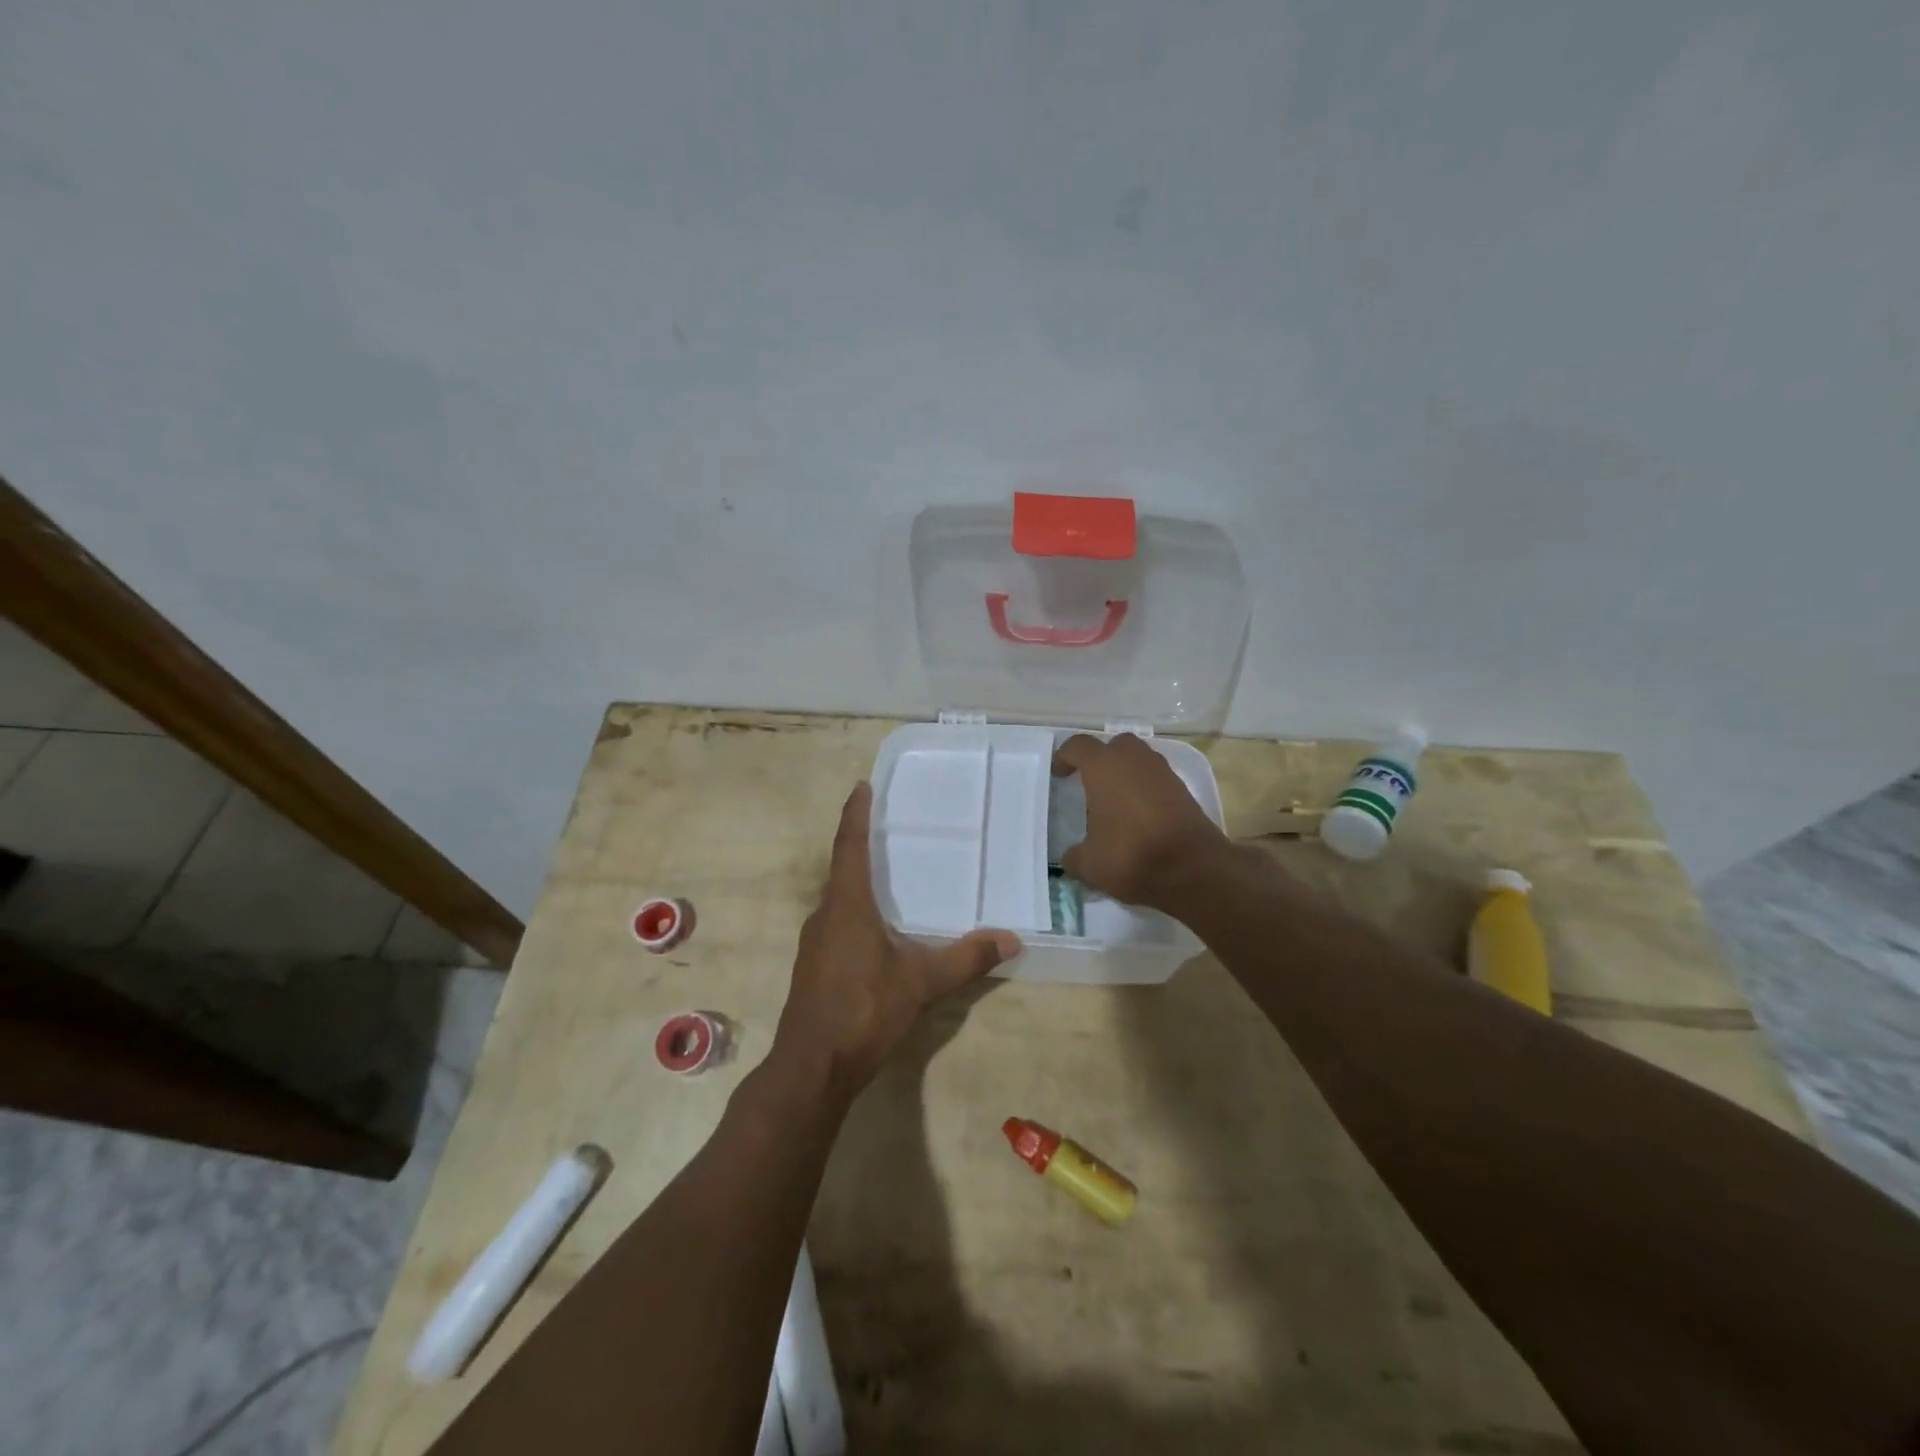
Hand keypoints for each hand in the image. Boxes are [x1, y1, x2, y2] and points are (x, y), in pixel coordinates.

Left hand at [773, 783, 1019, 1103]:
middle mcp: (825, 914)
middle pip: (841, 868)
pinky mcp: (814, 965)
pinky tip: (877, 927)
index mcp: (847, 905)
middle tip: (888, 825)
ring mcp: (814, 941)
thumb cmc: (863, 1010)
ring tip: (888, 872)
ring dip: (857, 879)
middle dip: (860, 843)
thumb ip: (966, 959)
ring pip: (838, 897)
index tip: (861, 786)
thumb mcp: (921, 983)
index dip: (856, 814)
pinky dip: (855, 909)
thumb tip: (1012, 939)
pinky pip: (836, 921)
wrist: (812, 1067)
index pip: (850, 846)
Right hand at [1052, 733, 1231, 909]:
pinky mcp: (1184, 790)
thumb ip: (1074, 856)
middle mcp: (1134, 760)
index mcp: (1103, 767)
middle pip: (1115, 745)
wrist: (1193, 869)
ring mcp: (1163, 772)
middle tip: (1091, 781)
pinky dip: (1146, 789)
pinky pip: (1157, 779)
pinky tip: (1139, 814)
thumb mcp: (1089, 864)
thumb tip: (1070, 856)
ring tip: (1116, 800)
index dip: (1065, 757)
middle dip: (1102, 758)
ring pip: (1139, 759)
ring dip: (1126, 772)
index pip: (1078, 746)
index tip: (1059, 773)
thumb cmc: (1131, 855)